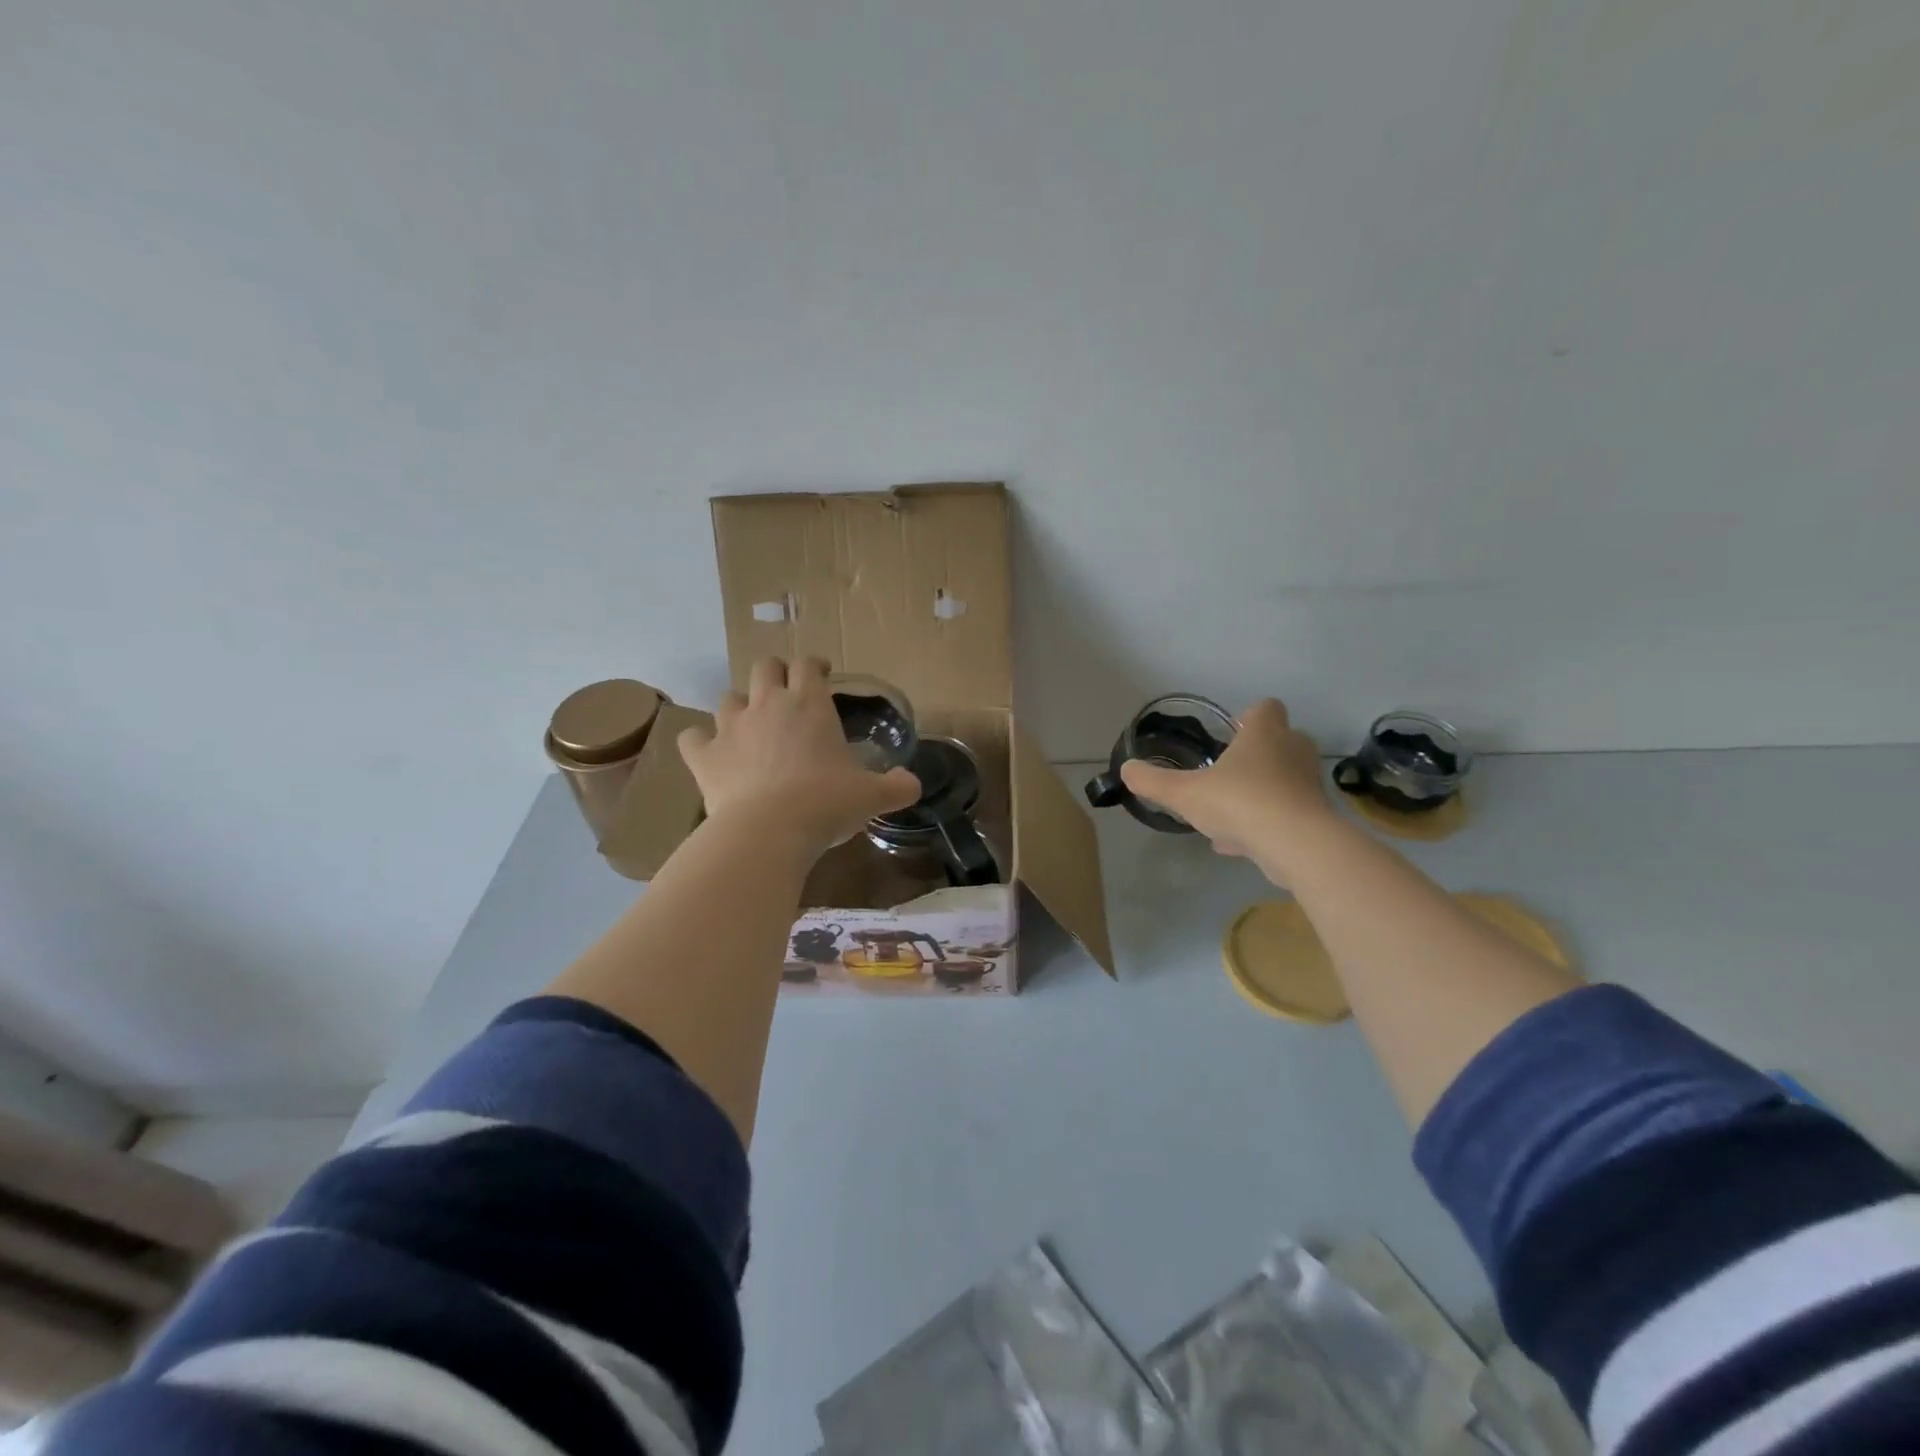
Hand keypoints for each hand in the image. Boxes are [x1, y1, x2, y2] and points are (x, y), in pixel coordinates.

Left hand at [678, 656, 921, 857]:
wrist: (770, 830)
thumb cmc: (827, 803)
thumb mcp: (871, 796)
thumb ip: (896, 786)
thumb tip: (913, 784)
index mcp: (810, 704)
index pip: (809, 665)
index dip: (815, 665)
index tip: (822, 673)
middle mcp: (768, 704)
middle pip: (764, 667)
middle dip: (774, 673)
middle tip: (785, 693)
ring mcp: (730, 727)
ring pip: (727, 698)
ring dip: (738, 706)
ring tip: (749, 725)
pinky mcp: (704, 756)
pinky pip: (692, 737)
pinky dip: (699, 741)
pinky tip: (709, 753)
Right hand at [1118, 698, 1341, 883]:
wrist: (1296, 844)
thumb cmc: (1239, 801)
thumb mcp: (1184, 792)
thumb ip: (1153, 781)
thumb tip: (1127, 770)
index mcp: (1265, 733)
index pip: (1266, 707)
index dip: (1248, 717)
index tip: (1230, 735)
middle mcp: (1293, 751)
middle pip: (1280, 741)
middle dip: (1256, 755)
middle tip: (1227, 772)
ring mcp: (1308, 784)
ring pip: (1283, 780)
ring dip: (1260, 791)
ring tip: (1227, 813)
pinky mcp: (1315, 817)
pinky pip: (1286, 812)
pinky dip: (1266, 822)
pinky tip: (1236, 843)